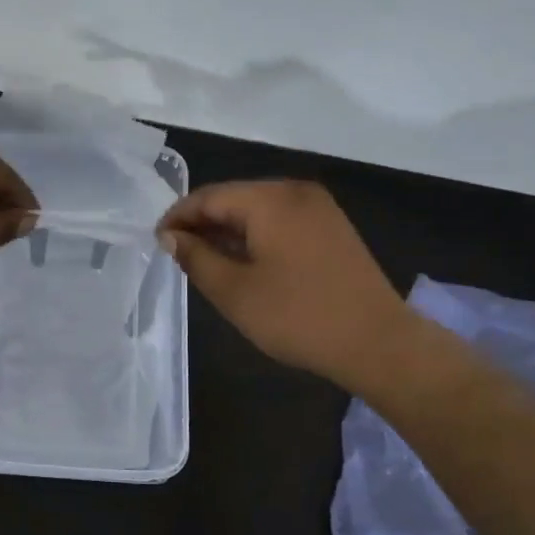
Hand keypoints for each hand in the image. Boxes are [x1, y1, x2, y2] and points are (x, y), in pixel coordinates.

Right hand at [156, 180, 412, 387]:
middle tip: (177, 254)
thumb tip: (170, 237)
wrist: (378, 343)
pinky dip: (255, 236)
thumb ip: (195, 257)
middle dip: (202, 223)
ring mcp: (319, 208)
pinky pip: (280, 221)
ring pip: (257, 209)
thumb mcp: (234, 291)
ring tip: (204, 261)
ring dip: (227, 231)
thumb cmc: (298, 316)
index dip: (177, 217)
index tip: (156, 243)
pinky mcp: (331, 227)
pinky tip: (243, 262)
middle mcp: (295, 191)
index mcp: (270, 199)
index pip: (208, 196)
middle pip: (234, 198)